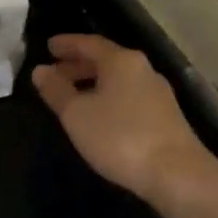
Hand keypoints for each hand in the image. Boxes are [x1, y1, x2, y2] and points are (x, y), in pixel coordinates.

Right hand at [30, 34, 217, 209]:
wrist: (177, 174)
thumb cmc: (120, 137)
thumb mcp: (77, 115)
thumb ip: (56, 91)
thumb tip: (40, 70)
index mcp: (121, 61)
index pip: (89, 43)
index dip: (67, 44)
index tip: (49, 46)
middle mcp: (142, 69)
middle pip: (106, 60)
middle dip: (79, 64)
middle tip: (56, 72)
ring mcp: (158, 93)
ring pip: (119, 79)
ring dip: (94, 83)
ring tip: (73, 96)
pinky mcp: (166, 116)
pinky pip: (129, 96)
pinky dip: (109, 98)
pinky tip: (100, 117)